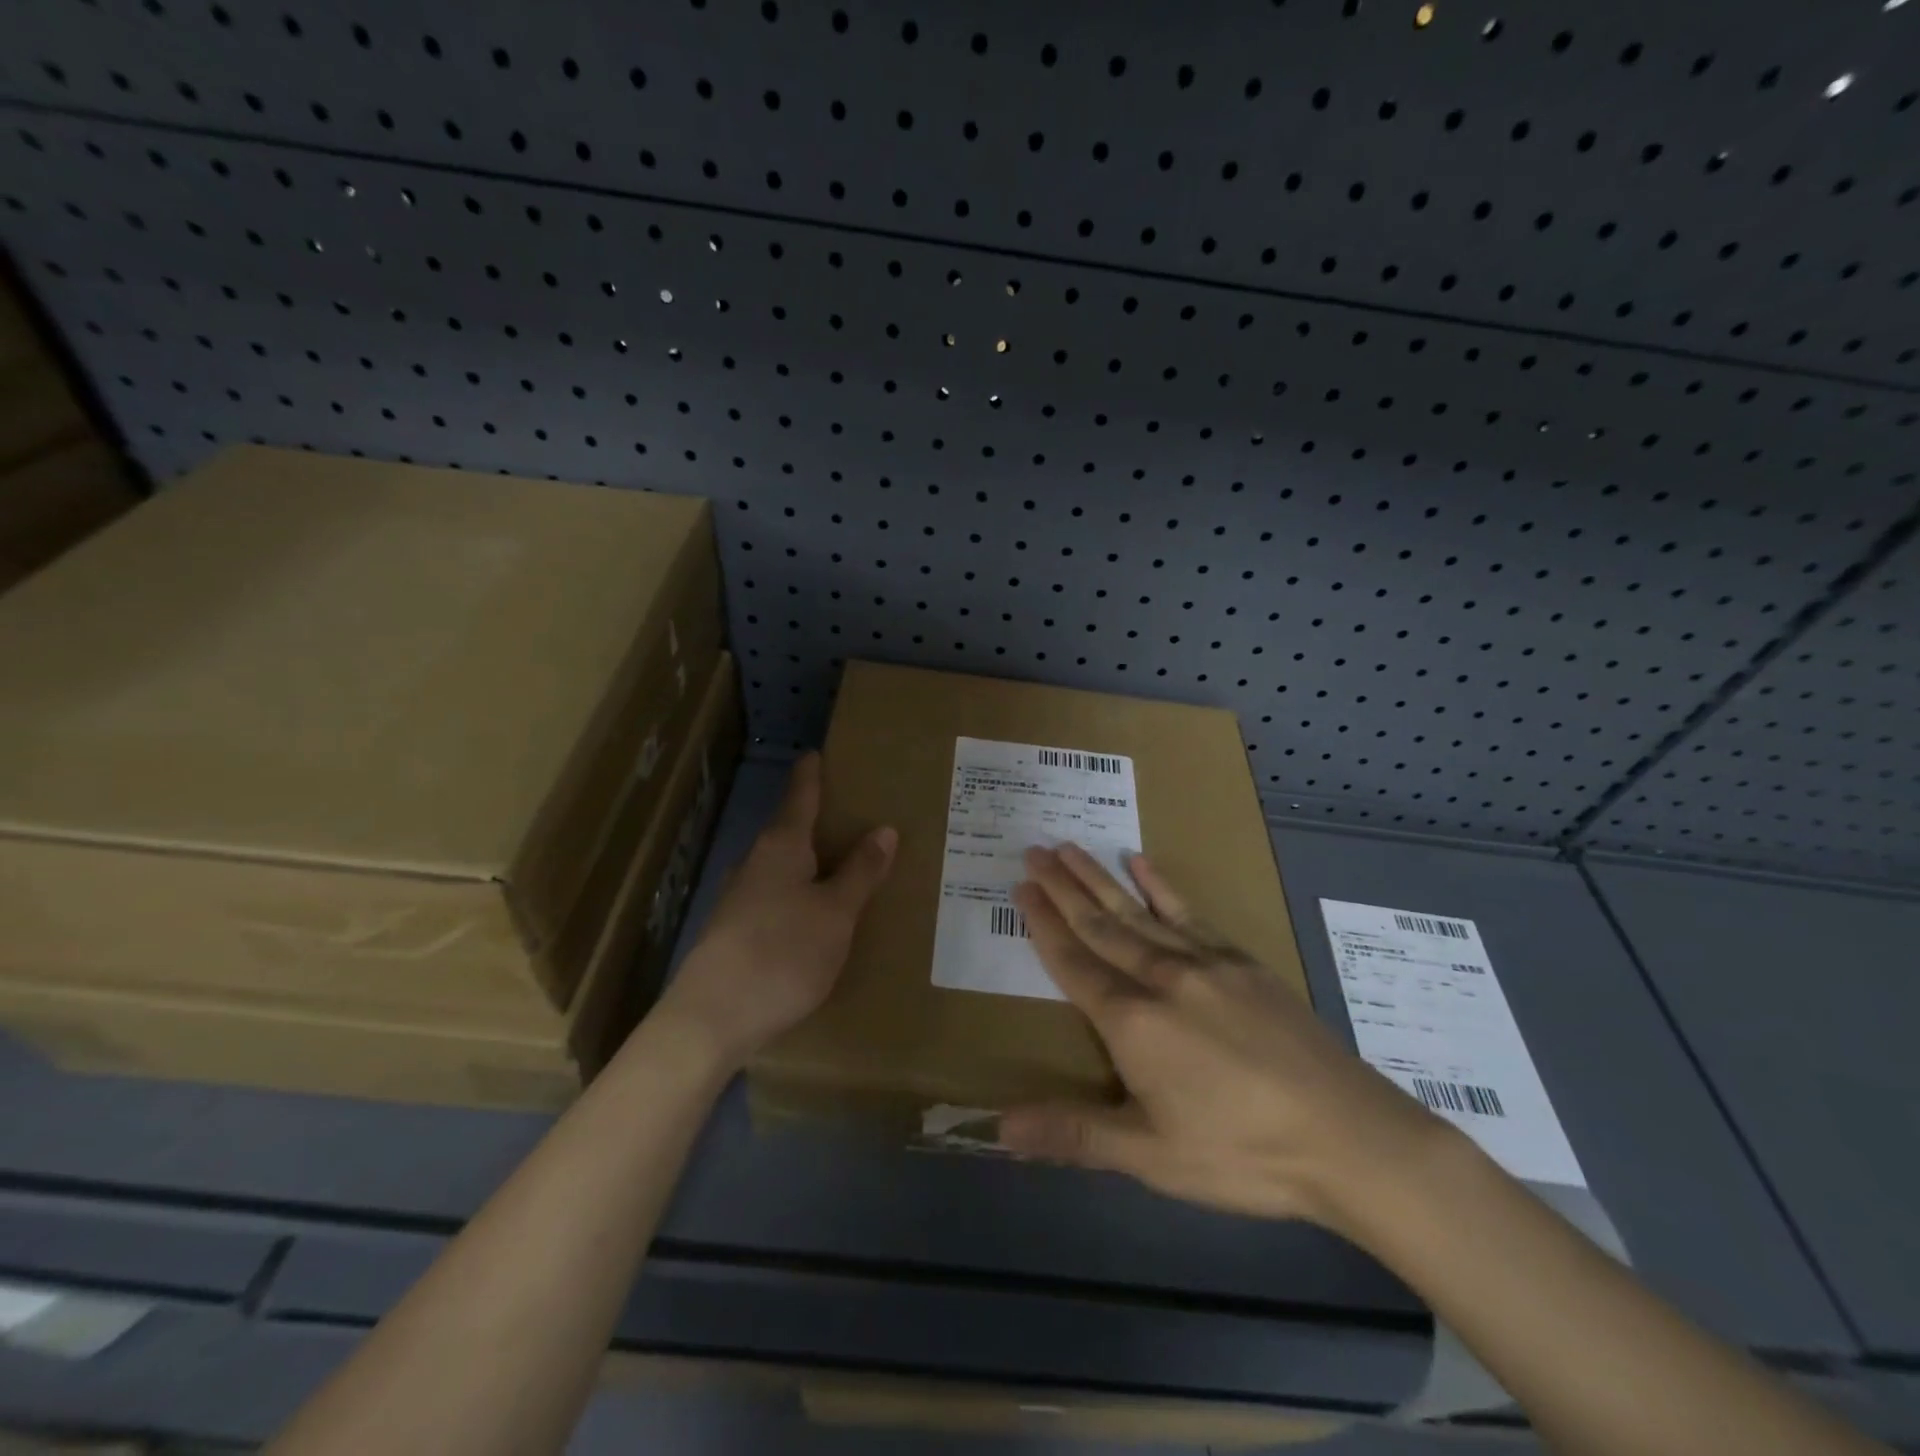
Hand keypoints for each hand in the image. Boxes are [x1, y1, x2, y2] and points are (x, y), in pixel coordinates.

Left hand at [652, 753, 895, 1070]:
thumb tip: (884, 829)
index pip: (800, 796)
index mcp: (781, 847)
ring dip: (812, 862)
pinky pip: (778, 898)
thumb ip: (860, 872)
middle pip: (790, 830)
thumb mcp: (836, 913)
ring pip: (784, 868)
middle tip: (856, 816)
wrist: (711, 1019)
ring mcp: (740, 899)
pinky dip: (801, 894)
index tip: (817, 753)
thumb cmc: (782, 953)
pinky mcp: (735, 932)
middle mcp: (756, 864)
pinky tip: (818, 914)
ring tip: (846, 866)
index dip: (811, 775)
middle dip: (820, 822)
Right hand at [999, 844, 1453, 1232]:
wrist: (1348, 1136)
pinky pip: (1188, 913)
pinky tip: (1141, 862)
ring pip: (1137, 910)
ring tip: (1070, 846)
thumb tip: (999, 1129)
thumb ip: (1074, 1133)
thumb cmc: (1242, 1152)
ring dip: (1099, 878)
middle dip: (1063, 887)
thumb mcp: (1152, 1156)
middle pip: (1100, 924)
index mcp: (1132, 1022)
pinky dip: (1160, 886)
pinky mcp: (1241, 961)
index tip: (1021, 886)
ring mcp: (1205, 963)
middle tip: (1034, 849)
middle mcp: (1161, 978)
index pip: (1074, 963)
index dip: (1044, 925)